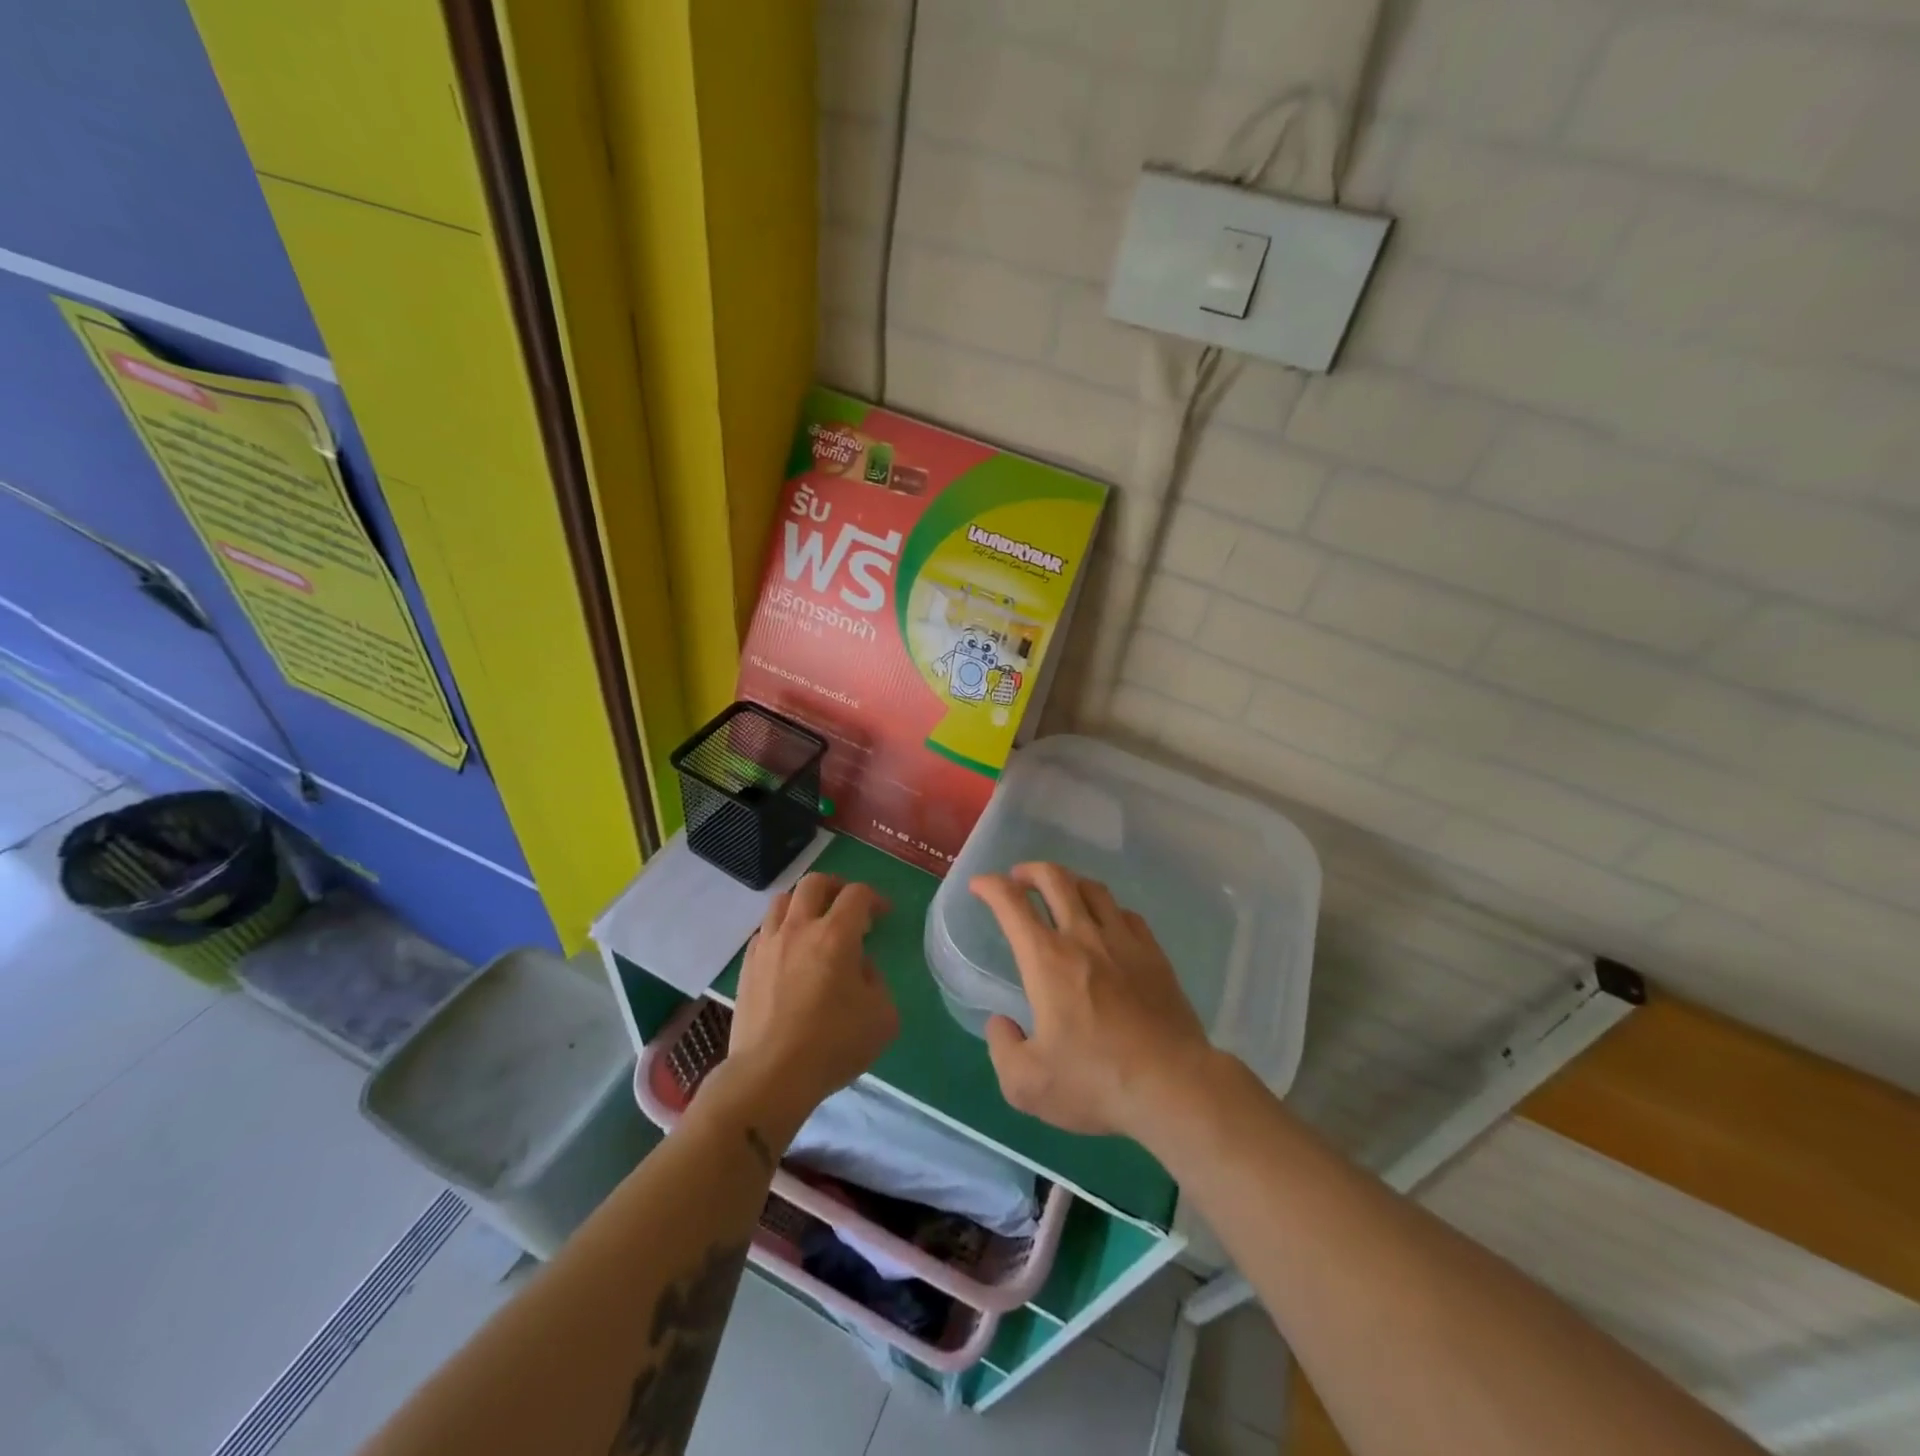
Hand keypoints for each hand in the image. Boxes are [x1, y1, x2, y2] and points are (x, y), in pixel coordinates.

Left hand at [722, 874, 898, 1136]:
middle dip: (837, 887)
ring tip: (815, 924)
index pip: (857, 894)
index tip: (883, 914)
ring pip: (783, 900)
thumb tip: (858, 967)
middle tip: (848, 907)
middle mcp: (799, 928)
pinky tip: (790, 952)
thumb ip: (876, 981)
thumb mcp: (882, 1016)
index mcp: (836, 935)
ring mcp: (768, 945)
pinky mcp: (747, 966)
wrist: (770, 1075)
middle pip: (815, 883)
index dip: (874, 898)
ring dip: (804, 903)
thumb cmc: (833, 1044)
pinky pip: (765, 930)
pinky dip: (781, 930)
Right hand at [969, 863, 1215, 1138]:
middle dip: (1030, 870)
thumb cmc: (1095, 1082)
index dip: (990, 886)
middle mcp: (1083, 937)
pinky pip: (1126, 914)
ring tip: (1060, 892)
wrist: (1173, 1086)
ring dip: (1069, 882)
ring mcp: (1124, 942)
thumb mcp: (1027, 1084)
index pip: (1012, 904)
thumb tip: (1001, 1022)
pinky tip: (1106, 923)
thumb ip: (1002, 1048)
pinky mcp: (1154, 955)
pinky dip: (1106, 908)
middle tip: (1019, 878)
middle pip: (1055, 879)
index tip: (980, 885)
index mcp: (1047, 960)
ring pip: (1093, 889)